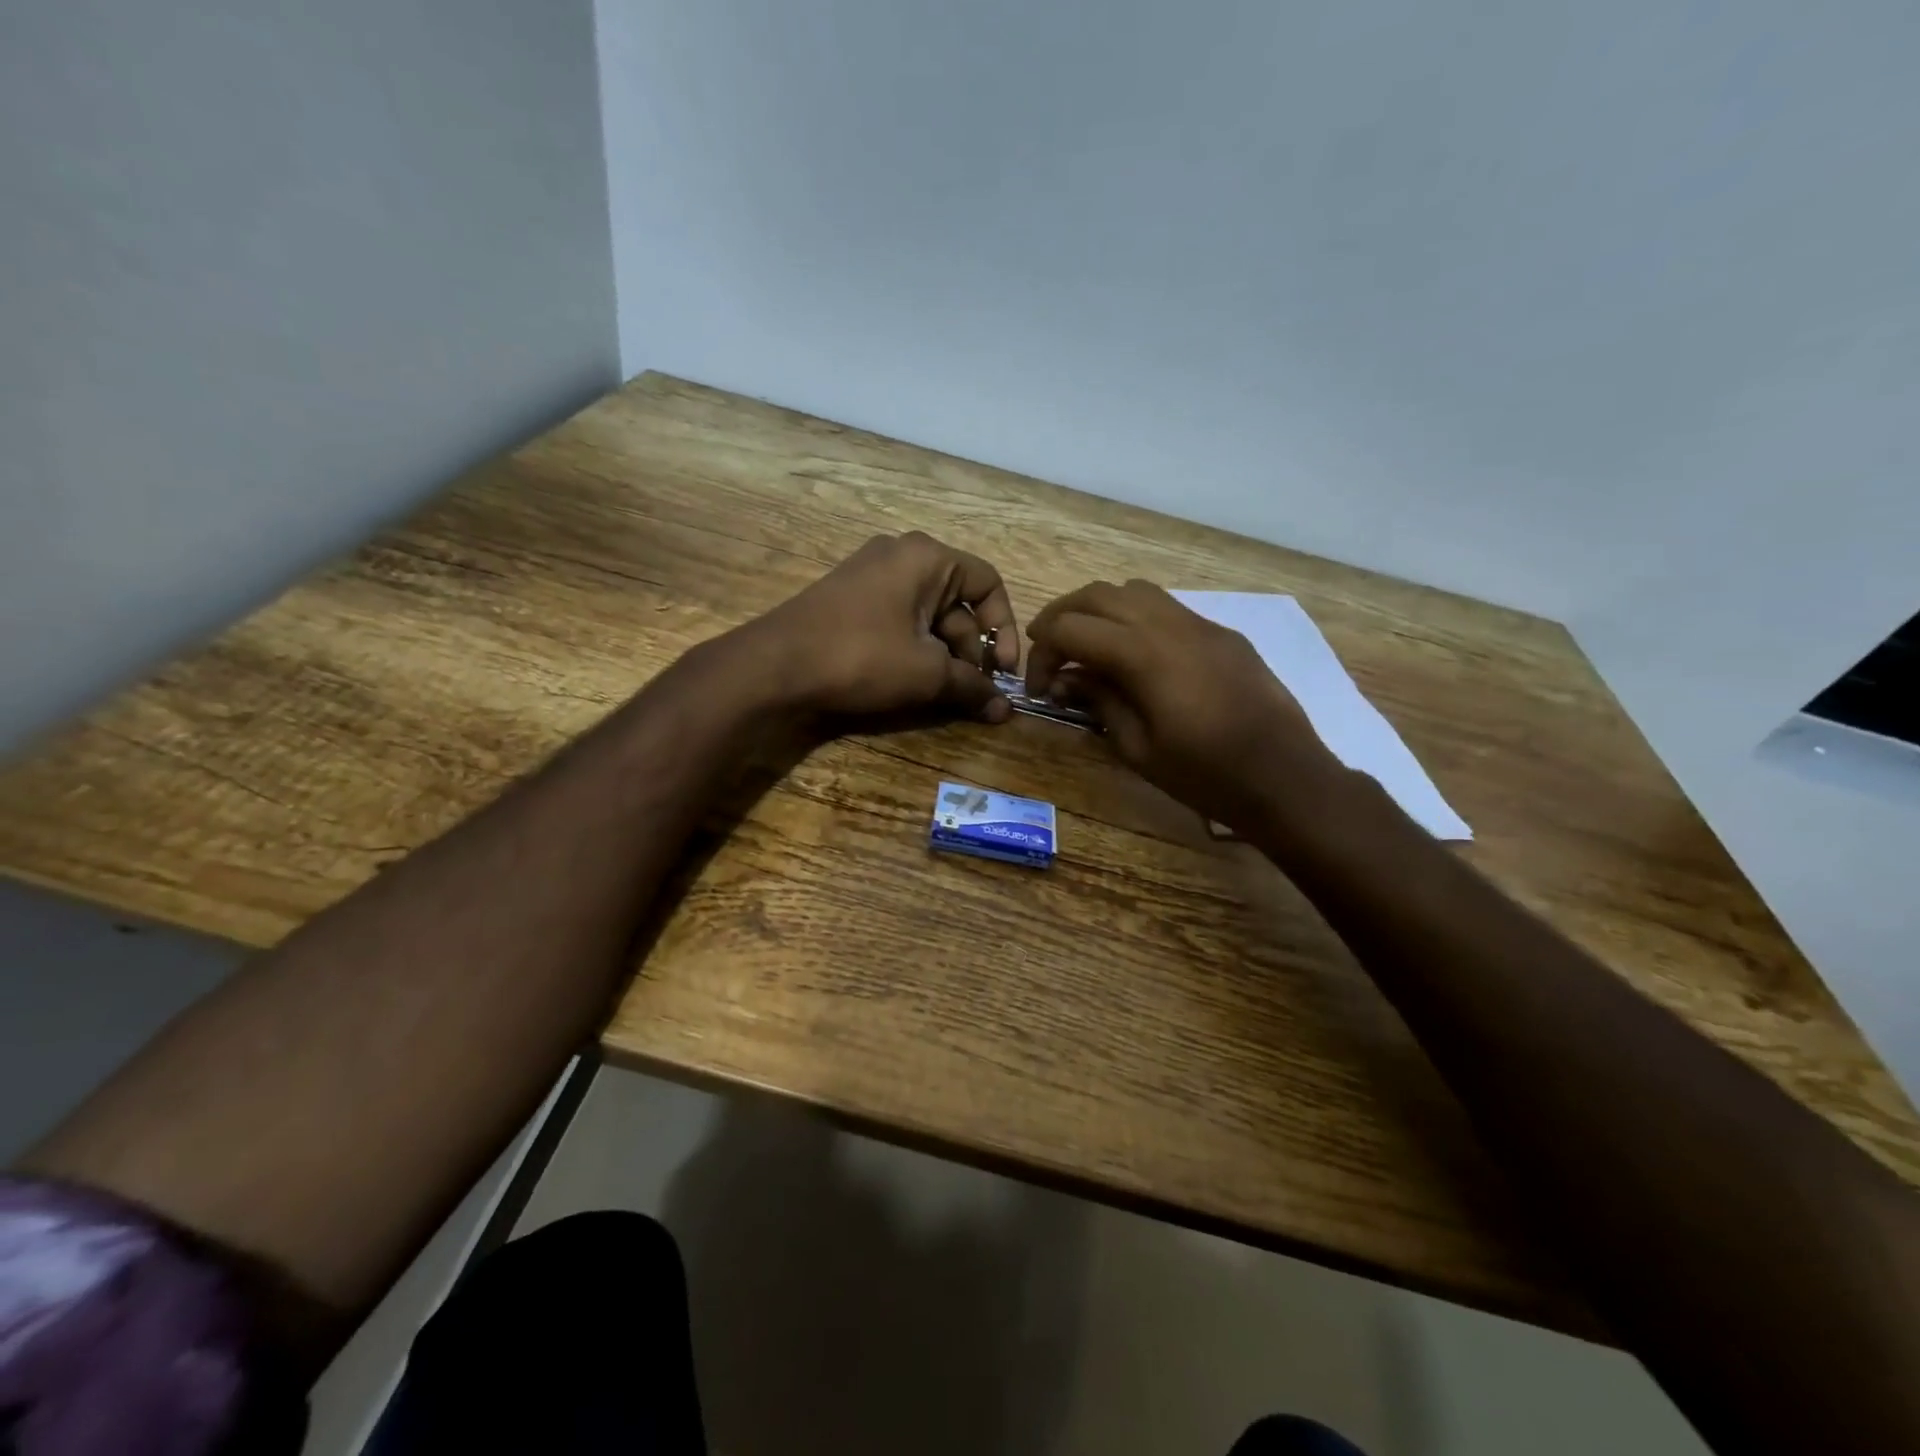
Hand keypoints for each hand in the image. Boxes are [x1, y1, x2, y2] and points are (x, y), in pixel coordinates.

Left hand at [730, 532, 1021, 720]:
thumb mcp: (926, 673)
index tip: (1005, 671)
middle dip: (973, 649)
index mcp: (928, 557)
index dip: (1006, 629)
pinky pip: (900, 619)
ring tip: (947, 694)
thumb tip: (1005, 711)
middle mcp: (901, 555)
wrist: (774, 665)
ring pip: (928, 615)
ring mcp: (872, 575)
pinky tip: (914, 682)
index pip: (989, 584)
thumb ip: (972, 687)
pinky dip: (916, 649)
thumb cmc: (861, 657)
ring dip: (945, 655)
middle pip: (959, 602)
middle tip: (974, 691)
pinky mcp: (851, 599)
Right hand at [1025, 579, 1340, 825]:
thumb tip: (1067, 679)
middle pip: (1099, 594)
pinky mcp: (1223, 634)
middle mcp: (1171, 625)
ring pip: (1135, 591)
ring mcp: (1202, 625)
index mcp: (1145, 656)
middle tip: (1048, 652)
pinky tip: (1135, 657)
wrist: (1288, 779)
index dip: (1043, 653)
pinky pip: (1167, 608)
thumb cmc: (1207, 776)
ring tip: (1088, 648)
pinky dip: (1136, 618)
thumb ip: (1099, 702)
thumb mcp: (1138, 749)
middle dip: (1062, 616)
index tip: (1038, 687)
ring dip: (1100, 610)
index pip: (1072, 628)